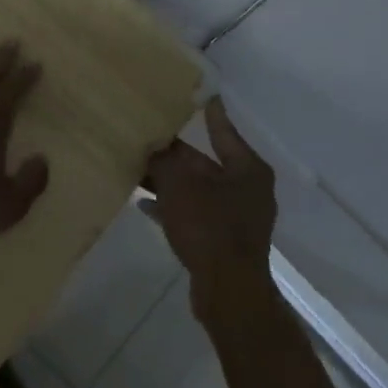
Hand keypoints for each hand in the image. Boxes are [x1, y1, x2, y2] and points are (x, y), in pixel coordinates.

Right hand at [142, 98, 276, 318]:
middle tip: (149, 137)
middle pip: (206, 163)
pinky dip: (173, 208)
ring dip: (170, 182)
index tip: (204, 95)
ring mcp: (237, 218)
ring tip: (139, 169)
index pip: (224, 131)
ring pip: (197, 190)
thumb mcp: (180, 187)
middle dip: (175, 154)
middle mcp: (248, 189)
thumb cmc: (210, 228)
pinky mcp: (224, 242)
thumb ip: (164, 163)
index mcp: (247, 169)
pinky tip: (145, 205)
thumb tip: (152, 147)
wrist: (228, 292)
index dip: (210, 114)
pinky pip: (195, 214)